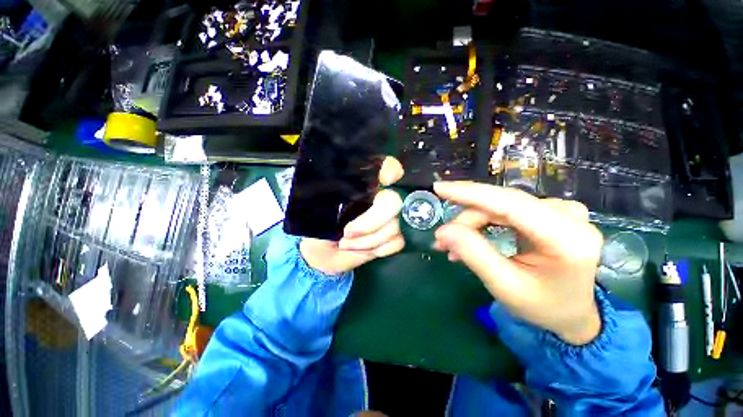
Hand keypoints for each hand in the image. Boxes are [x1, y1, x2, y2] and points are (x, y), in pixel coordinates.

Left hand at [300, 157, 404, 274]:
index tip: (385, 180)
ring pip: (393, 227)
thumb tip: (343, 189)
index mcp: (362, 187)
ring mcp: (387, 219)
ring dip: (367, 241)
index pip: (386, 167)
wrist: (321, 254)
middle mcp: (378, 199)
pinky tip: (362, 250)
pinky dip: (378, 250)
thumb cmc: (317, 225)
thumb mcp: (318, 206)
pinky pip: (397, 242)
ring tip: (345, 244)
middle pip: (393, 201)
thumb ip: (331, 193)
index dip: (391, 170)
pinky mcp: (391, 238)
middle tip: (347, 233)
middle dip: (371, 222)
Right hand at [432, 181, 603, 344]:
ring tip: (451, 245)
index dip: (470, 194)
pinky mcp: (549, 211)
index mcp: (566, 238)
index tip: (439, 188)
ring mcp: (560, 210)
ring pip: (498, 206)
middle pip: (500, 205)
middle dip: (465, 220)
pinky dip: (482, 223)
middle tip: (441, 240)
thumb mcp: (504, 285)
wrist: (571, 311)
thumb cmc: (542, 305)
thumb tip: (443, 231)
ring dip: (471, 224)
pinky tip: (469, 237)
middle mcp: (567, 215)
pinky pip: (504, 209)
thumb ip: (473, 254)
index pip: (509, 204)